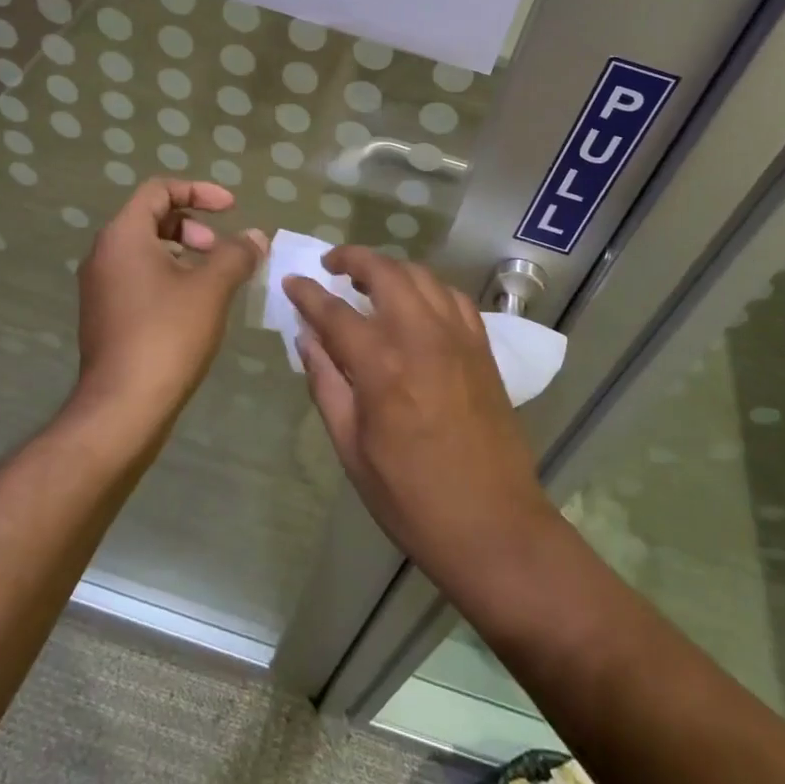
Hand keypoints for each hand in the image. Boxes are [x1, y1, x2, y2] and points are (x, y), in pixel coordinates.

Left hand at [73, 180, 264, 425]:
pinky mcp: (106, 317)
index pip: (158, 190)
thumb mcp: (211, 288)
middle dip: (194, 226)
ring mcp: (101, 288)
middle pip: (152, 219)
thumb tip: (255, 236)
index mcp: (123, 236)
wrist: (123, 407)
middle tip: (222, 250)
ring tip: (217, 280)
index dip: (199, 191)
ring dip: (185, 254)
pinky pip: (141, 279)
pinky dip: (171, 278)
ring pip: (147, 252)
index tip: (231, 208)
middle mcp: (104, 255)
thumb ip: (236, 254)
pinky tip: (197, 308)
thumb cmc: (167, 335)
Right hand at [285, 248, 554, 588]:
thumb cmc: (411, 498)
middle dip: (354, 259)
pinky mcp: (483, 349)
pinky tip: (417, 304)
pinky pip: (454, 298)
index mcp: (382, 367)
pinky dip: (429, 289)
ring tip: (370, 280)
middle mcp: (422, 338)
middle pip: (385, 273)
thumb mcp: (352, 449)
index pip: (334, 312)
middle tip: (331, 265)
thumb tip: (306, 339)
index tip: (291, 281)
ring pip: (423, 277)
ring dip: (392, 269)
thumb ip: (326, 385)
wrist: (493, 524)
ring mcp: (459, 339)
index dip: (308, 293)